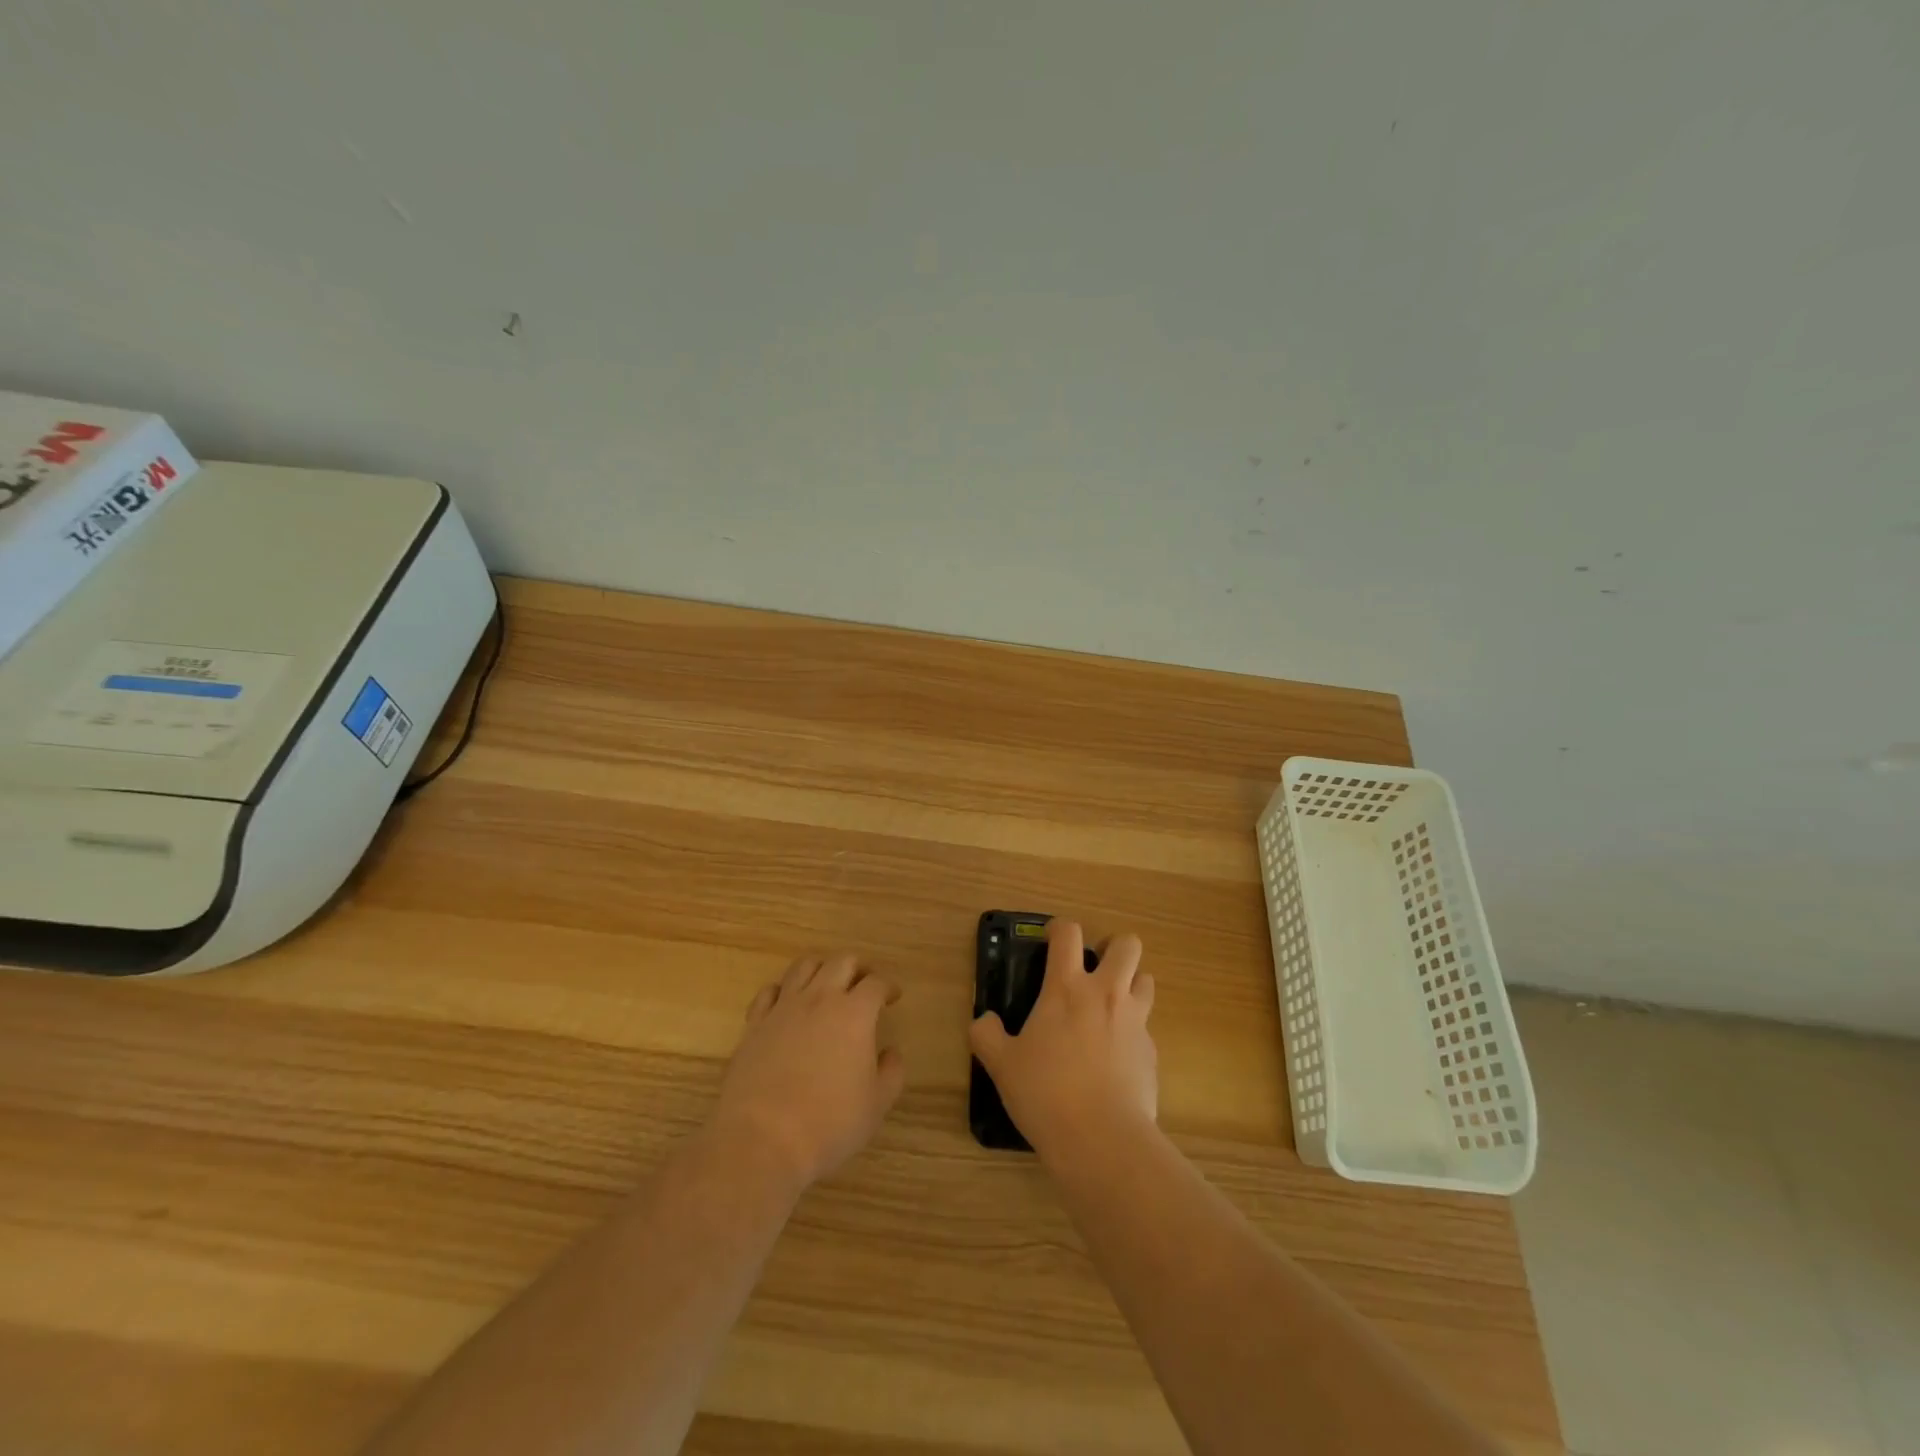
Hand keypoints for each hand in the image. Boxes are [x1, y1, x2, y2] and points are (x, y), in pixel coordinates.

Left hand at [708, 953, 905, 1192]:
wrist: (762, 1140)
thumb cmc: (828, 1124)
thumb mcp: (876, 1104)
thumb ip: (892, 1072)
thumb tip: (890, 1052)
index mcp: (854, 1014)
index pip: (875, 983)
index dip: (888, 986)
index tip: (892, 996)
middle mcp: (819, 999)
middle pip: (841, 962)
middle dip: (858, 967)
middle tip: (864, 984)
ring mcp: (783, 1008)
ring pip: (804, 966)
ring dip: (821, 969)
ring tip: (828, 985)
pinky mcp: (755, 1024)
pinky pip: (769, 991)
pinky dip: (783, 990)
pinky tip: (788, 1004)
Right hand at [970, 920, 1157, 1157]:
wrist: (1102, 1139)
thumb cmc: (1046, 1093)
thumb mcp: (1002, 1065)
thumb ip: (987, 1035)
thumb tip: (983, 1021)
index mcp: (1067, 988)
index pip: (1068, 933)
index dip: (1059, 928)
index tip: (1051, 939)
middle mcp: (1106, 994)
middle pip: (1128, 945)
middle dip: (1113, 947)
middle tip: (1095, 967)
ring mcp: (1135, 1022)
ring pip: (1146, 979)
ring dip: (1131, 983)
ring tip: (1111, 1006)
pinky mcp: (1152, 1053)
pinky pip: (1146, 1027)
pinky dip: (1133, 1031)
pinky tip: (1116, 1058)